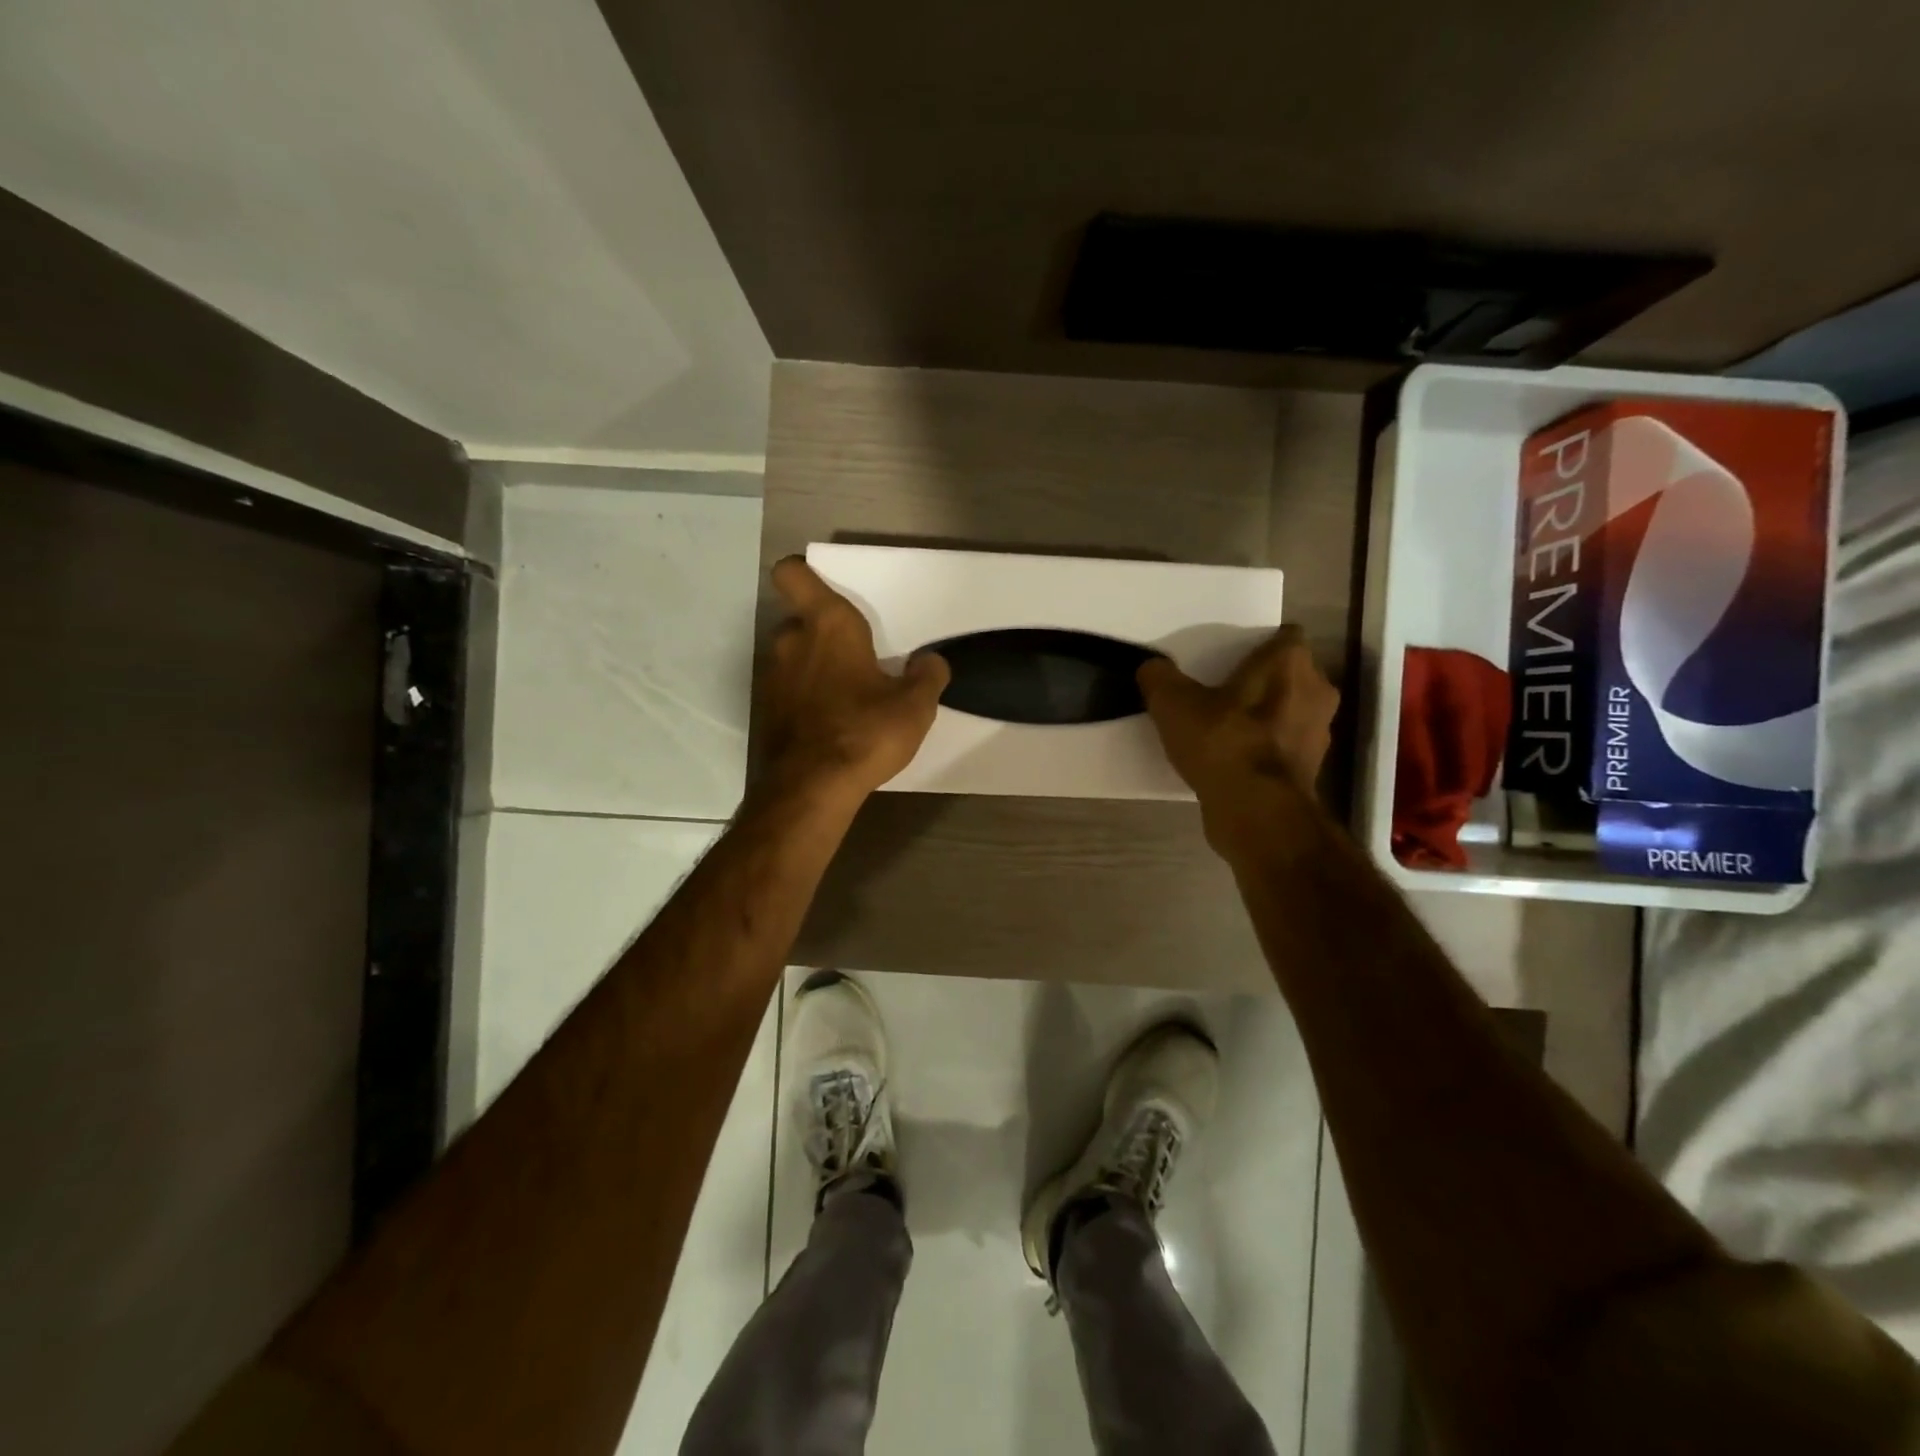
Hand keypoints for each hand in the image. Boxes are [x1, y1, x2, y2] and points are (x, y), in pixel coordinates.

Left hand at [758, 556, 950, 801]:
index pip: (794, 575)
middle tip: (856, 659)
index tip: (826, 591)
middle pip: (800, 620)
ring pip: (793, 657)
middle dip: (823, 634)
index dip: (804, 575)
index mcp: (828, 625)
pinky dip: (803, 697)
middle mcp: (791, 641)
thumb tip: (930, 662)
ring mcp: (772, 676)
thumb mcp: (915, 706)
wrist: (812, 788)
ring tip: (845, 695)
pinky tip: (829, 722)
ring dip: (813, 667)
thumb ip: (927, 676)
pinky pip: (787, 689)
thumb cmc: (865, 732)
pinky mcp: (765, 710)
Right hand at [1137, 625, 1338, 810]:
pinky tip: (1233, 760)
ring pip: (1290, 711)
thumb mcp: (1172, 703)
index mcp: (1290, 662)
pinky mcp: (1311, 768)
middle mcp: (1316, 690)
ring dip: (1266, 716)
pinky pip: (1284, 746)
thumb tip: (1152, 668)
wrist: (1256, 811)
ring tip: (1226, 728)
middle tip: (1223, 691)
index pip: (1285, 636)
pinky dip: (1265, 748)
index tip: (1230, 658)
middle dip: (1263, 680)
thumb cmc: (1223, 742)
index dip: (1259, 645)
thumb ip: (1159, 677)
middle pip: (1289, 674)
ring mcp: (1319, 732)